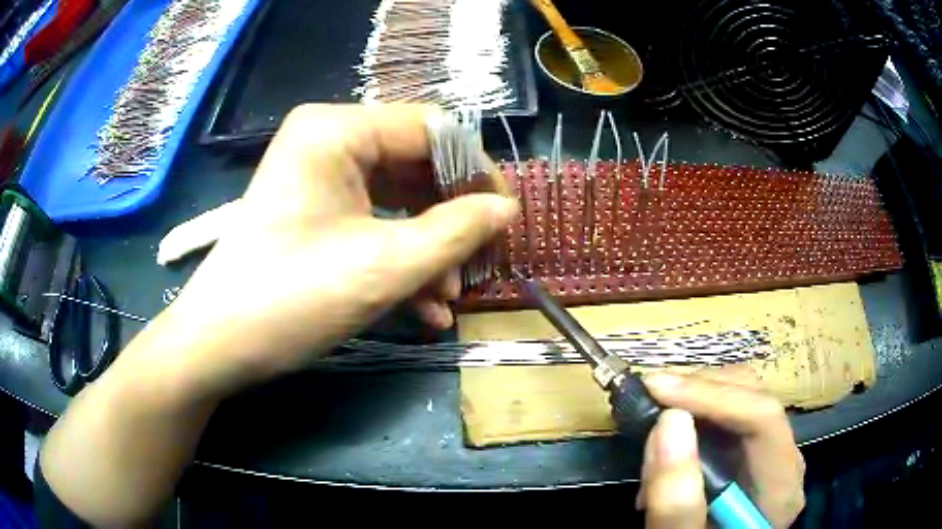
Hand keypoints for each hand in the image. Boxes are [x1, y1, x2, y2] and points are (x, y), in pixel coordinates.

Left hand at [145, 104, 518, 398]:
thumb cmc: (291, 297)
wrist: (219, 345)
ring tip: (448, 297)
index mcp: (337, 130)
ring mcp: (320, 178)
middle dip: (451, 220)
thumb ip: (456, 231)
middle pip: (416, 165)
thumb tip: (506, 209)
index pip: (431, 129)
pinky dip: (399, 259)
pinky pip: (372, 222)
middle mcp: (328, 140)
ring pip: (398, 200)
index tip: (504, 217)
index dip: (475, 171)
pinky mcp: (315, 211)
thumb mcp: (384, 265)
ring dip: (429, 249)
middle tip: (478, 263)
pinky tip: (423, 307)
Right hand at [637, 372, 804, 528]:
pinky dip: (692, 415)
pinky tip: (667, 438)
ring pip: (740, 396)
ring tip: (651, 425)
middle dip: (698, 391)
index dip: (711, 396)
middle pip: (754, 397)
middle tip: (647, 399)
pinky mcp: (750, 453)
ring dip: (692, 400)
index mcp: (781, 485)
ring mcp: (769, 453)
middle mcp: (784, 459)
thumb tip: (670, 420)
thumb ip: (678, 502)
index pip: (763, 418)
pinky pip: (726, 415)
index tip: (656, 388)